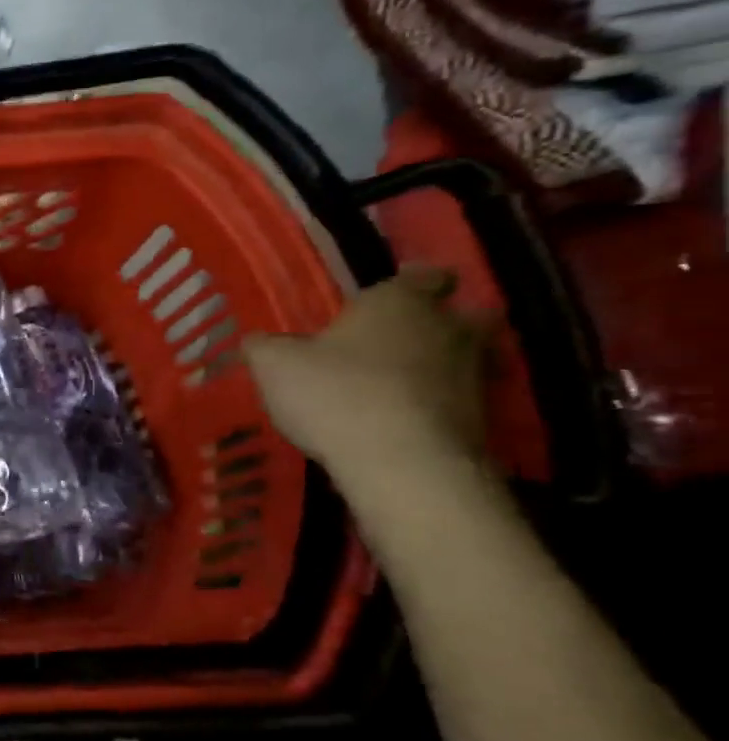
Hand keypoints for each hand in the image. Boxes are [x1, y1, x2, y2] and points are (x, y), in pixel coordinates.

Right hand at [244, 268, 489, 472]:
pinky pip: (458, 400)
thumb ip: (264, 347)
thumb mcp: (274, 366)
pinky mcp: (483, 419)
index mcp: (400, 303)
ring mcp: (474, 375)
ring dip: (440, 366)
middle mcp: (447, 329)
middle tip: (404, 338)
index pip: (423, 277)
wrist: (402, 463)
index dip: (411, 282)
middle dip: (441, 322)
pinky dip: (438, 405)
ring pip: (466, 358)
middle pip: (464, 315)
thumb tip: (256, 339)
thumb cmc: (335, 394)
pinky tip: (404, 420)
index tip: (393, 293)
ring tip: (399, 384)